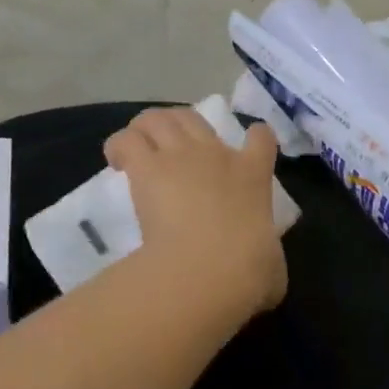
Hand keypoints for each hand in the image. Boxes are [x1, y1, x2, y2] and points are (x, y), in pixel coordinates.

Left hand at [103, 108, 287, 315]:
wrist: (210, 268)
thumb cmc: (248, 271)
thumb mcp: (272, 266)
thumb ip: (269, 257)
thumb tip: (266, 270)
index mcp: (253, 175)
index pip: (261, 137)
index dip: (255, 137)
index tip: (247, 147)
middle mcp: (215, 155)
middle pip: (193, 117)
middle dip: (179, 124)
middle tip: (168, 148)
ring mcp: (179, 156)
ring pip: (156, 118)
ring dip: (144, 129)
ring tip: (136, 150)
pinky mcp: (147, 168)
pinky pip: (127, 139)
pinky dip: (119, 146)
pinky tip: (116, 164)